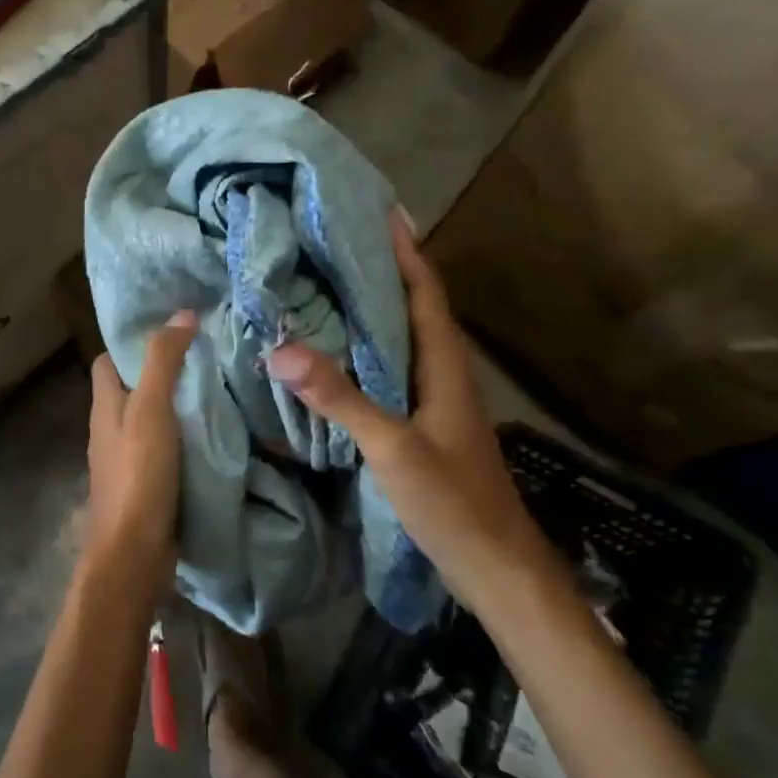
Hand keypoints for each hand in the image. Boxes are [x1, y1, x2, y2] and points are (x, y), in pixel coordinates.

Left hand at [83, 310, 197, 602]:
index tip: (171, 333)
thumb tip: (183, 314)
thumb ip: (163, 361)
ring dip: (177, 409)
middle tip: (206, 359)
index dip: (131, 344)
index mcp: (104, 407)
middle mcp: (109, 431)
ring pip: (150, 422)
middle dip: (162, 374)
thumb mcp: (151, 409)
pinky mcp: (146, 487)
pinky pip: (165, 452)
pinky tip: (214, 437)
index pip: (107, 361)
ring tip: (217, 392)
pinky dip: (184, 441)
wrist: (133, 553)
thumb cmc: (138, 474)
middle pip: (131, 391)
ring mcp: (126, 462)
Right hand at [264, 211, 551, 602]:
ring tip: (327, 287)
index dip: (405, 250)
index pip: (425, 292)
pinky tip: (336, 358)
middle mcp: (443, 374)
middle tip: (334, 244)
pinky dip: (365, 354)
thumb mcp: (393, 448)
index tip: (379, 211)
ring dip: (372, 311)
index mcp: (445, 366)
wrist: (496, 566)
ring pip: (401, 341)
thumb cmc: (453, 502)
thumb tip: (281, 348)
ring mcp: (434, 403)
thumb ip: (340, 398)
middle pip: (413, 308)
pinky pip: (391, 375)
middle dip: (382, 271)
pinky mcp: (423, 427)